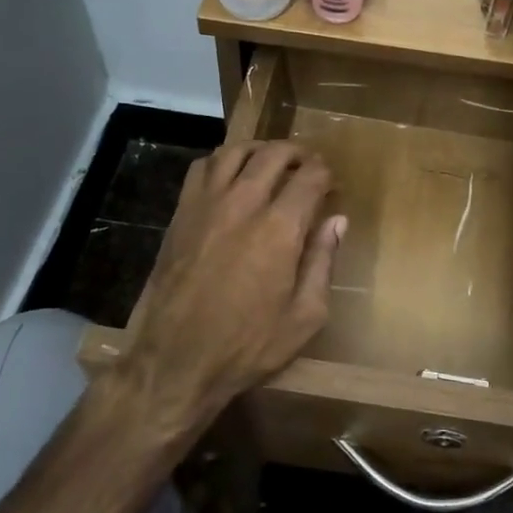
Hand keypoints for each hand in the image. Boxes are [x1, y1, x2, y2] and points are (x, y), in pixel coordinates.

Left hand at [125, 142, 345, 428]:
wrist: (175, 362)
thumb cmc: (247, 346)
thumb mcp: (305, 316)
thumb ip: (323, 262)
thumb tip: (337, 221)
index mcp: (279, 228)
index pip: (310, 177)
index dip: (327, 173)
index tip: (333, 184)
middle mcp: (243, 204)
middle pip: (274, 154)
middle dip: (299, 154)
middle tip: (309, 167)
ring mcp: (206, 205)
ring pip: (235, 152)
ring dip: (260, 150)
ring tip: (272, 162)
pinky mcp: (181, 214)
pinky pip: (201, 168)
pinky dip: (222, 161)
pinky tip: (231, 176)